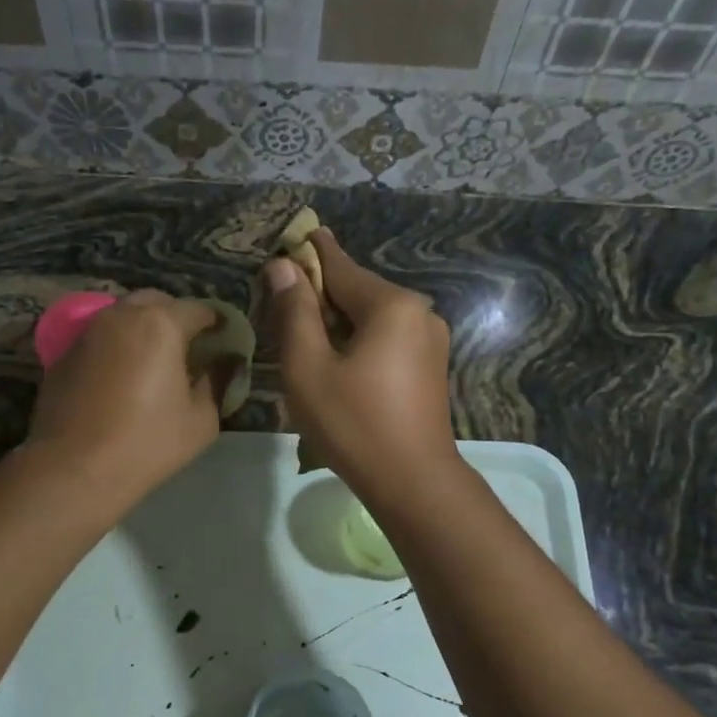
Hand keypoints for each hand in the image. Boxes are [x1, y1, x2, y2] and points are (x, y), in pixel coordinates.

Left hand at [28, 290, 231, 510]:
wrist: (75, 468)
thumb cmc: (147, 444)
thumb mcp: (201, 421)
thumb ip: (215, 384)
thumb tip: (219, 367)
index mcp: (160, 324)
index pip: (198, 309)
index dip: (216, 324)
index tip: (223, 342)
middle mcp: (121, 316)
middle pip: (156, 302)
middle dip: (176, 318)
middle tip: (188, 350)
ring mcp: (87, 331)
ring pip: (123, 316)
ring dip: (142, 330)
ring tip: (153, 362)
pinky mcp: (63, 353)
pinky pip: (100, 338)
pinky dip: (116, 347)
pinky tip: (120, 378)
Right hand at [265, 229, 458, 505]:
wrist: (413, 481)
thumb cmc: (353, 424)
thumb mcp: (308, 368)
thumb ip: (295, 313)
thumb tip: (284, 267)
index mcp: (391, 305)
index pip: (340, 267)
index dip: (311, 253)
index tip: (295, 235)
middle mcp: (419, 312)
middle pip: (358, 292)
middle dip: (322, 295)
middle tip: (285, 303)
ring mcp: (431, 341)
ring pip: (373, 319)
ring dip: (340, 322)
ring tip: (307, 339)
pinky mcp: (431, 367)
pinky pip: (388, 340)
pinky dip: (360, 342)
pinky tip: (340, 363)